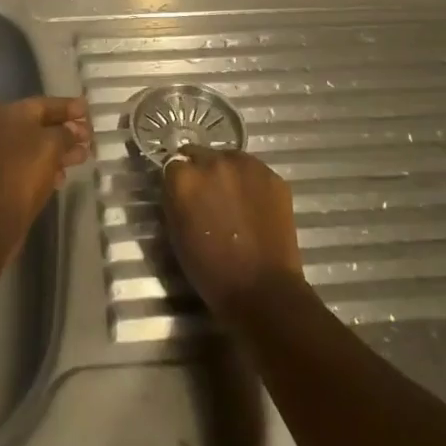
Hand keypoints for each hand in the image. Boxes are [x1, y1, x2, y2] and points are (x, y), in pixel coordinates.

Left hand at [0, 96, 90, 251]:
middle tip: (89, 137)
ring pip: (32, 148)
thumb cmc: (22, 171)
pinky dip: (43, 168)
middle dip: (65, 131)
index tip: (88, 110)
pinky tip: (61, 177)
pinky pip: (24, 167)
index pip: (43, 104)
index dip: (68, 107)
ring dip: (58, 151)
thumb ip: (66, 133)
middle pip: (38, 125)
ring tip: (83, 157)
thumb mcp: (51, 145)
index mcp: (6, 113)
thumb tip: (73, 130)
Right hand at [162, 149, 304, 322]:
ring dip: (227, 173)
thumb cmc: (210, 270)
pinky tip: (255, 206)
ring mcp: (247, 166)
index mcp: (184, 177)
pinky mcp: (273, 176)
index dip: (178, 180)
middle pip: (200, 154)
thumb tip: (180, 185)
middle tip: (208, 197)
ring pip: (229, 158)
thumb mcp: (176, 232)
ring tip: (234, 200)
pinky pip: (254, 171)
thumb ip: (175, 198)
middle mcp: (213, 162)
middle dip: (201, 171)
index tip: (184, 195)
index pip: (173, 163)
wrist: (263, 291)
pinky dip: (251, 183)